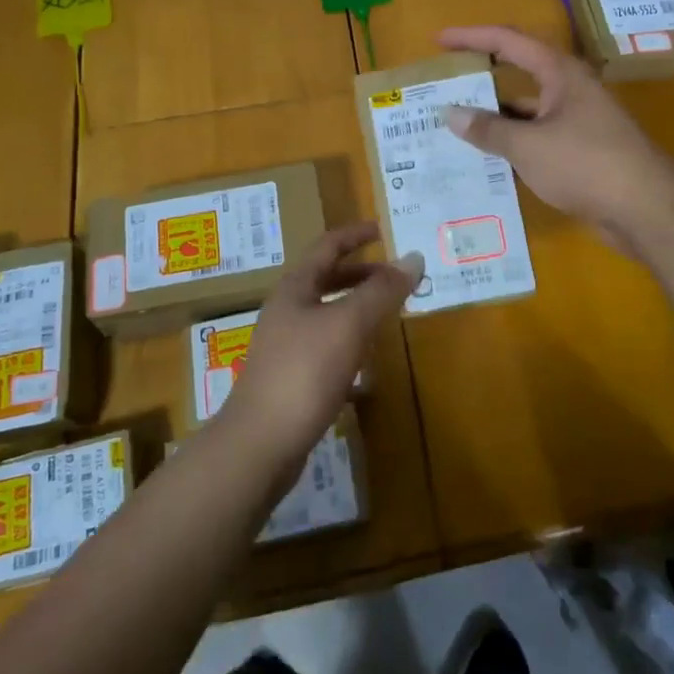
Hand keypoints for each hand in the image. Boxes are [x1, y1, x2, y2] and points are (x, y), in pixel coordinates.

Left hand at [216, 221, 420, 481]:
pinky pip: (326, 356)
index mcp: (295, 289)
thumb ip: (381, 291)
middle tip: (394, 278)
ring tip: (387, 320)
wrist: (260, 444)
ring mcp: (286, 349)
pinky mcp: (291, 383)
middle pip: (326, 282)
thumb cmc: (304, 372)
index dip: (354, 235)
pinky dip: (350, 354)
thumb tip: (413, 258)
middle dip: (361, 276)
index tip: (381, 229)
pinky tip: (369, 375)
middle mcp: (286, 313)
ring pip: (327, 319)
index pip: (327, 247)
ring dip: (357, 314)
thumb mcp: (349, 324)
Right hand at [436, 25, 673, 251]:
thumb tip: (450, 113)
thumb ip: (488, 129)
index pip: (508, 41)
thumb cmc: (586, 164)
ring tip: (454, 125)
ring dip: (494, 116)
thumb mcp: (528, 146)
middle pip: (518, 72)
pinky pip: (536, 138)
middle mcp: (569, 89)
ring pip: (526, 110)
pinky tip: (486, 159)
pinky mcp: (580, 150)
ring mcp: (577, 121)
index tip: (438, 40)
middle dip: (481, 77)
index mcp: (560, 73)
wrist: (646, 210)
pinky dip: (512, 143)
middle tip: (443, 85)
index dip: (471, 37)